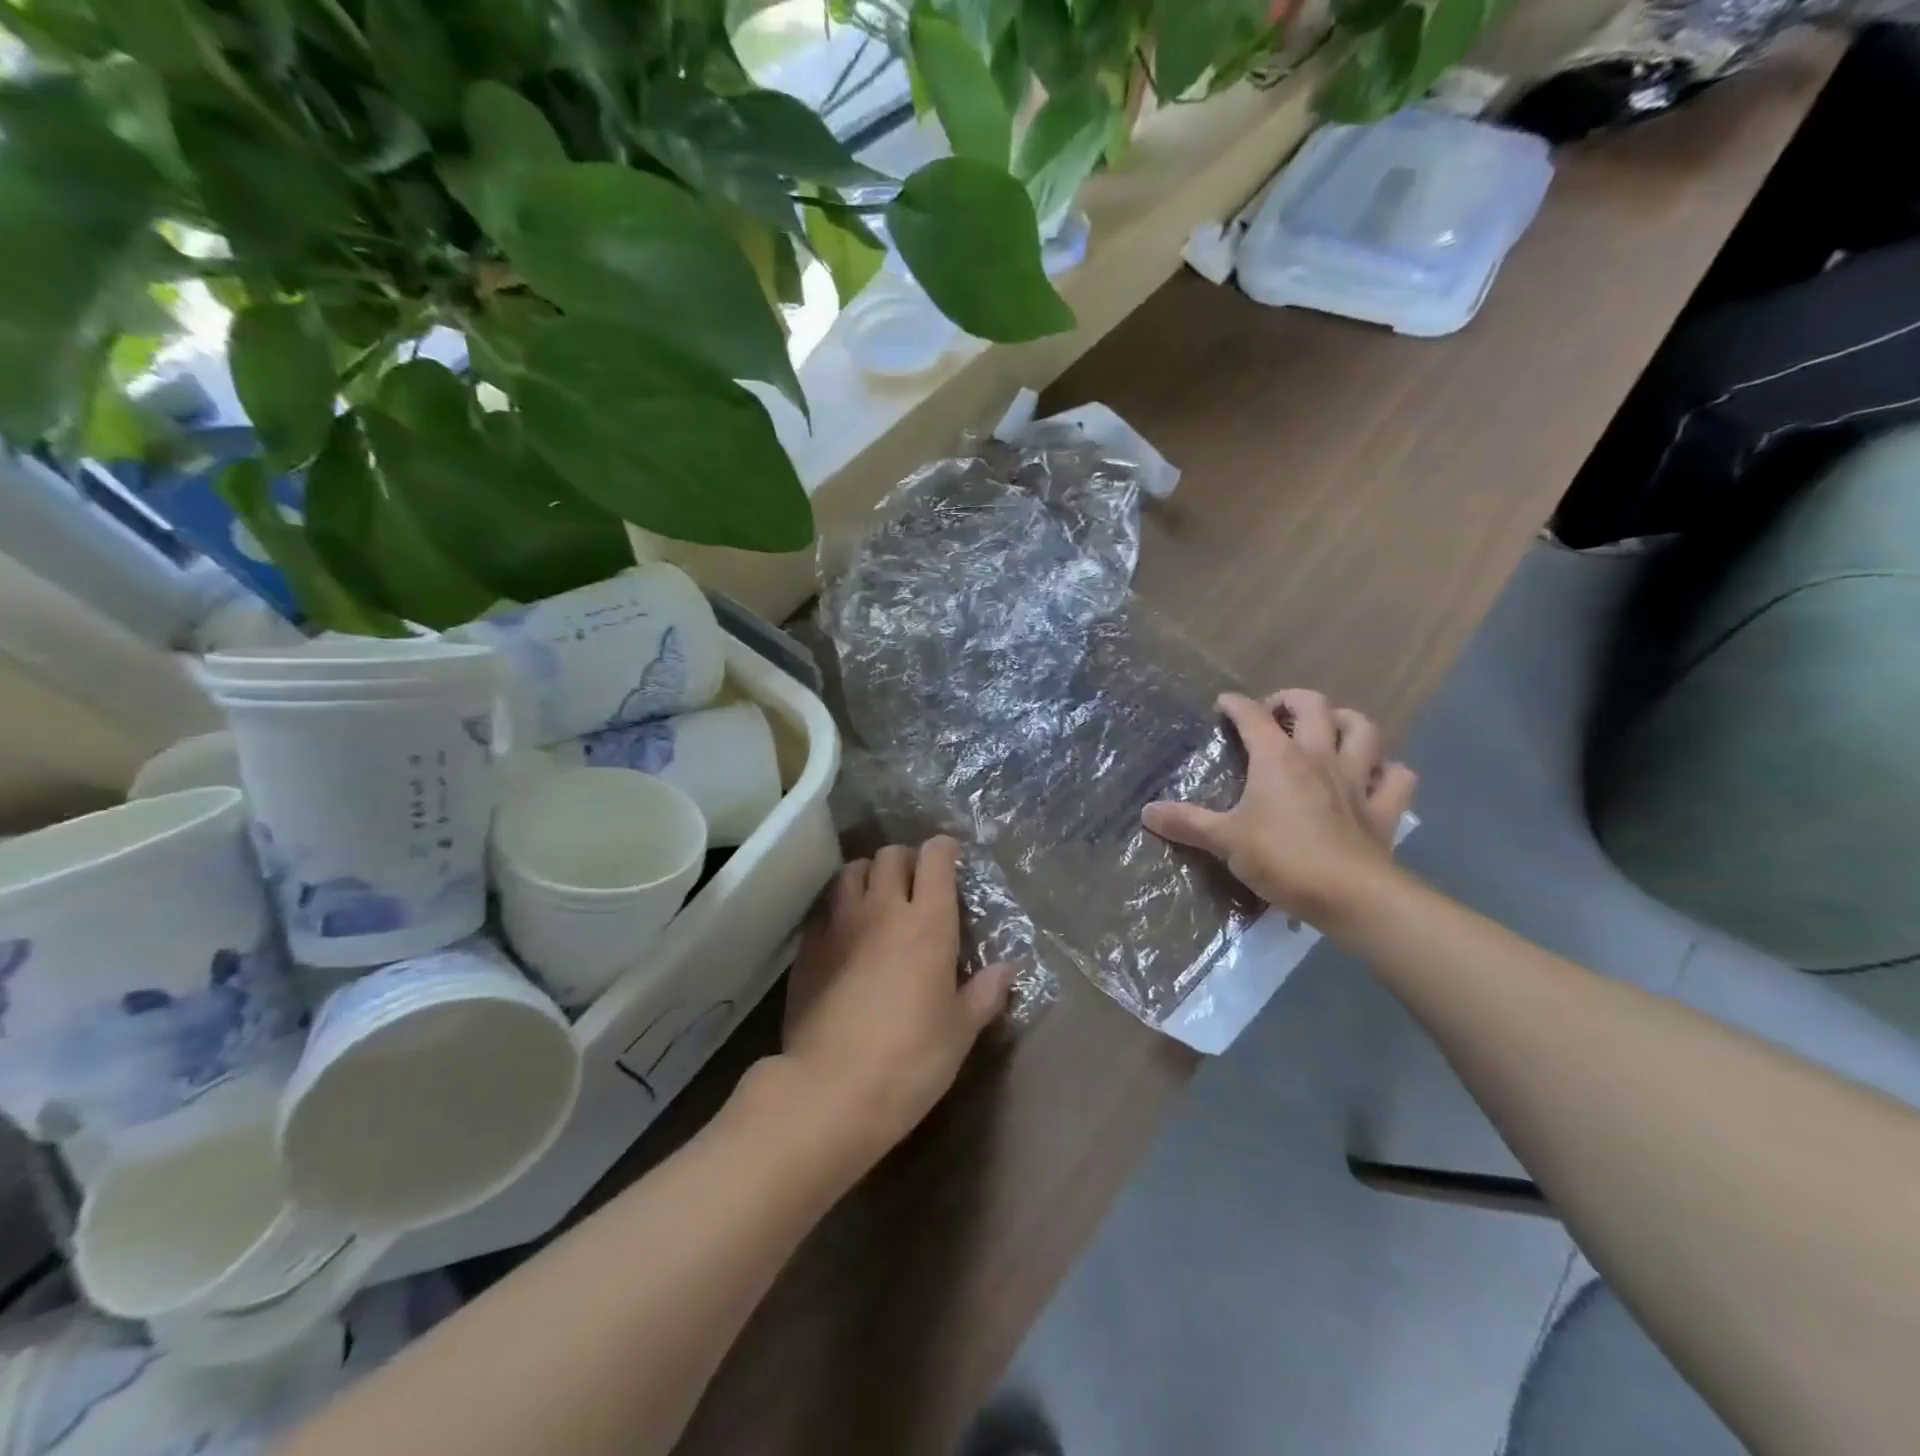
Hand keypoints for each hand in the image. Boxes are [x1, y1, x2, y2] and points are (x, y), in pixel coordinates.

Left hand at [779, 837, 1012, 1163]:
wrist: (831, 1090)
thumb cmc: (911, 1060)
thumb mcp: (960, 1032)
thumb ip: (985, 993)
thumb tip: (1008, 969)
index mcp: (928, 923)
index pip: (935, 858)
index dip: (944, 849)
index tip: (950, 859)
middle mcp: (883, 910)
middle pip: (890, 855)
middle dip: (906, 859)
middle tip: (915, 882)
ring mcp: (839, 924)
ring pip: (851, 871)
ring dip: (868, 874)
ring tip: (876, 896)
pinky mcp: (808, 947)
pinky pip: (825, 907)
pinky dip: (839, 907)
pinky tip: (844, 931)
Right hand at [1142, 690, 1417, 926]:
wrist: (1351, 895)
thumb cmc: (1282, 858)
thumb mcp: (1224, 841)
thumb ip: (1186, 823)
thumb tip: (1146, 812)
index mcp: (1278, 758)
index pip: (1253, 716)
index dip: (1236, 704)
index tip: (1223, 704)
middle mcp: (1319, 757)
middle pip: (1314, 706)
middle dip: (1292, 699)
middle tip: (1275, 713)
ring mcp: (1357, 780)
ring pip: (1363, 729)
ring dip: (1346, 721)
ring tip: (1328, 729)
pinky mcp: (1383, 809)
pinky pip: (1397, 778)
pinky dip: (1387, 771)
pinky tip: (1374, 777)